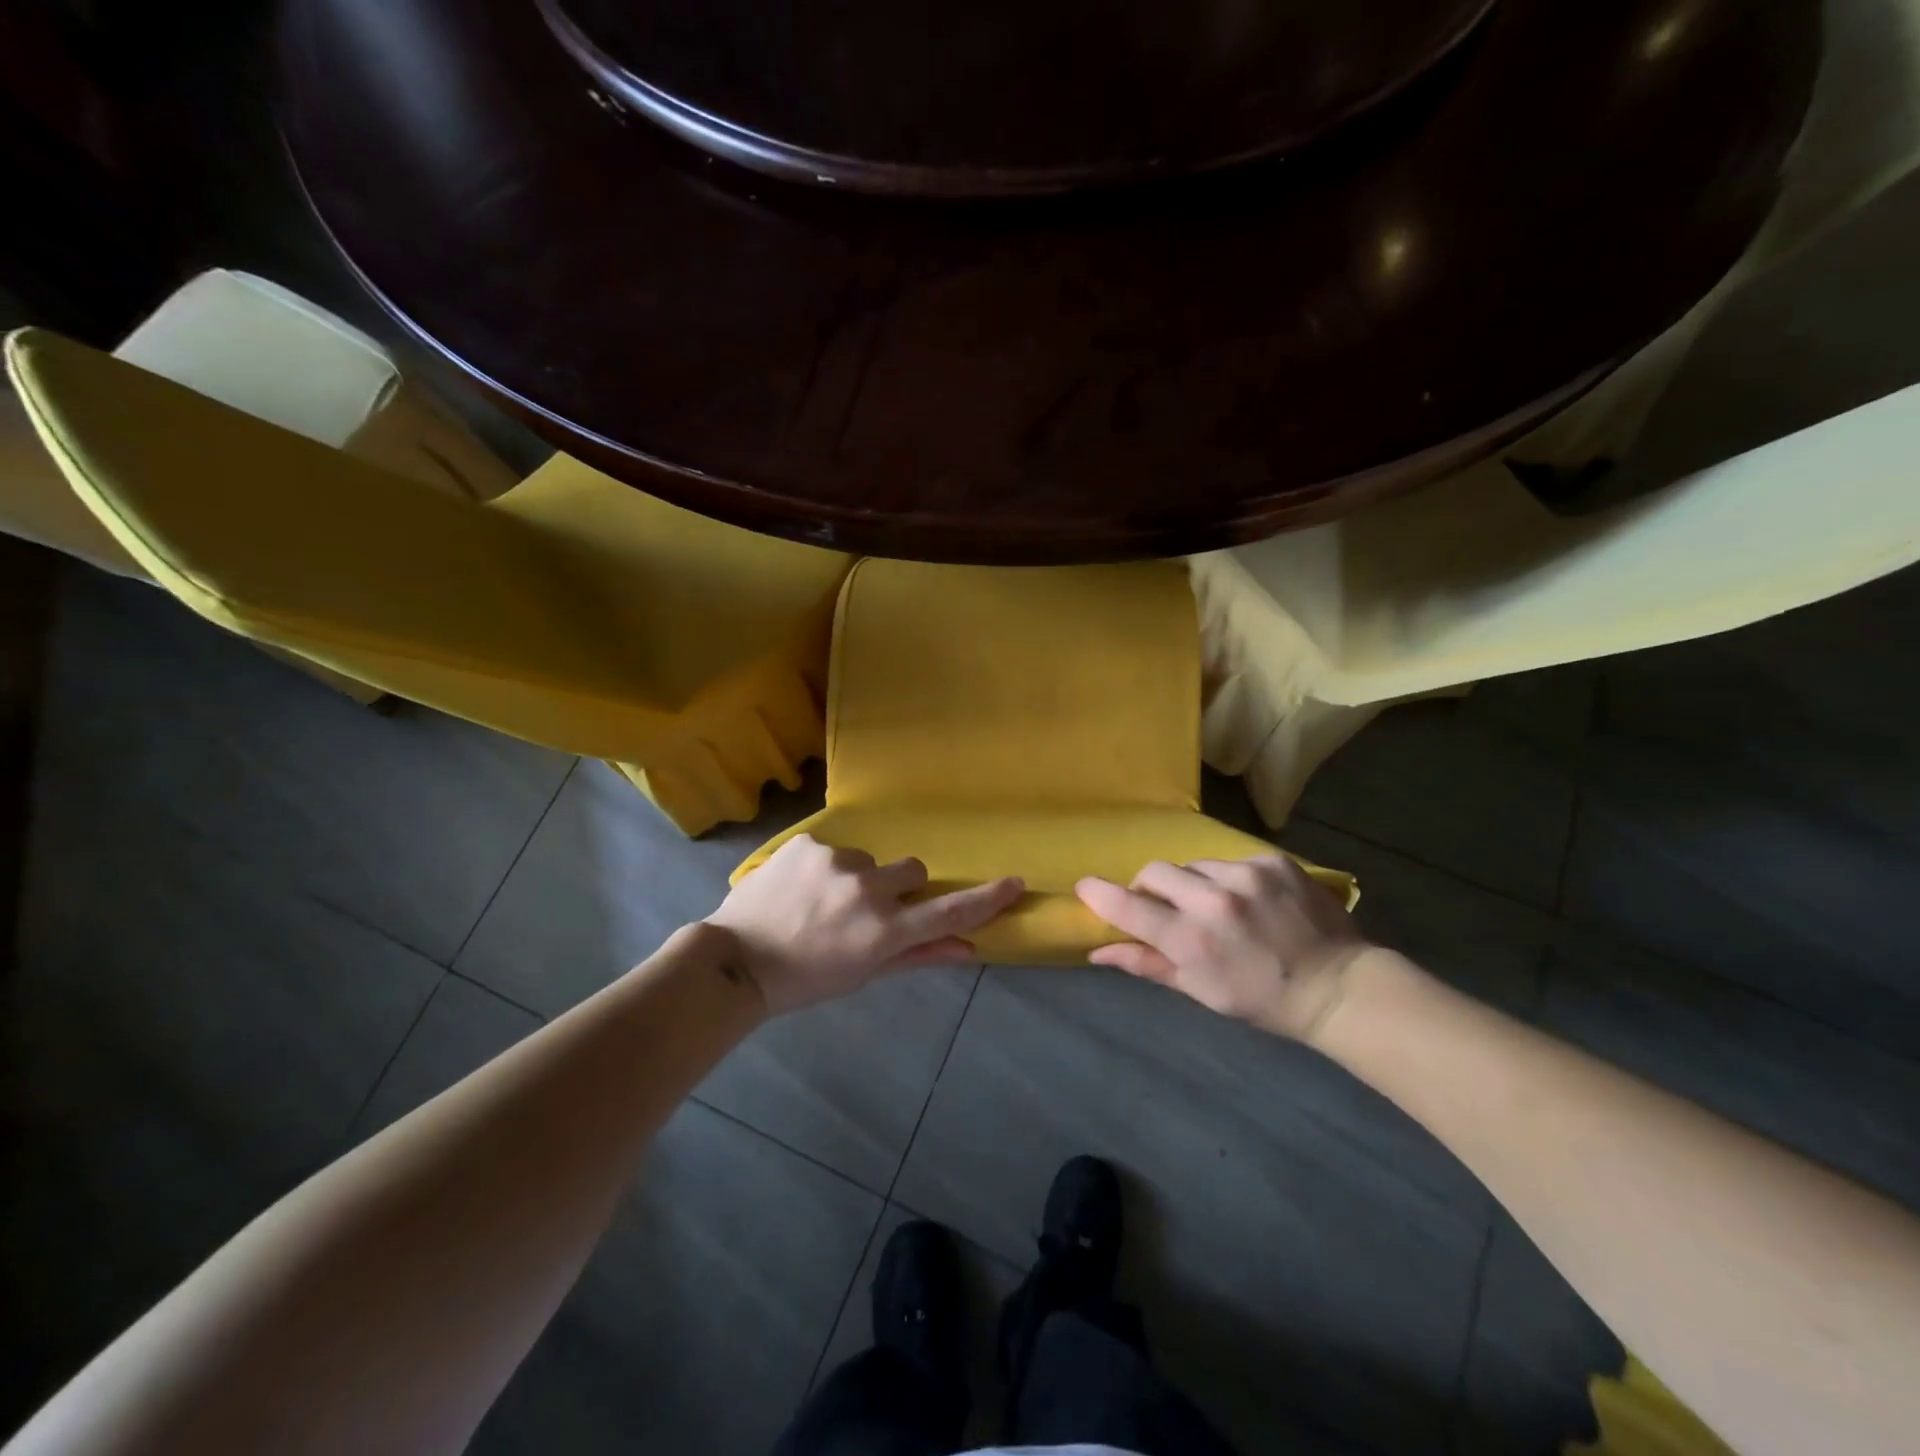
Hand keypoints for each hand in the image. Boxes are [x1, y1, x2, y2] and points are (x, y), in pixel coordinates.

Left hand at [707, 835, 1024, 1014]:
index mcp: (883, 931)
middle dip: (898, 887)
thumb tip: (969, 948)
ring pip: (868, 860)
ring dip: (856, 877)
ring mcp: (836, 861)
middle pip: (912, 871)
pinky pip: (832, 849)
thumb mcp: (864, 973)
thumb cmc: (806, 979)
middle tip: (864, 910)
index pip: (947, 912)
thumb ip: (919, 955)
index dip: (984, 898)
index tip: (1013, 882)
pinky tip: (796, 888)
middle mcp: (867, 889)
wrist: (736, 960)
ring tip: (819, 902)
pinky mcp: (808, 843)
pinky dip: (823, 867)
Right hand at [1076, 855, 1374, 1040]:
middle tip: (1164, 907)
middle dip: (1150, 887)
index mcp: (1193, 941)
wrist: (1338, 986)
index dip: (1101, 895)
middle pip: (1155, 872)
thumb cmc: (1262, 998)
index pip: (1129, 907)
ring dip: (1192, 883)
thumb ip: (1147, 964)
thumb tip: (1098, 950)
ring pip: (1193, 864)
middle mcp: (1214, 901)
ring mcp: (1246, 876)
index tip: (1085, 887)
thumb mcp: (1201, 991)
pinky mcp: (1273, 861)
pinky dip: (1228, 879)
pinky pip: (1230, 861)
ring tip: (1216, 907)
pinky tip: (1249, 900)